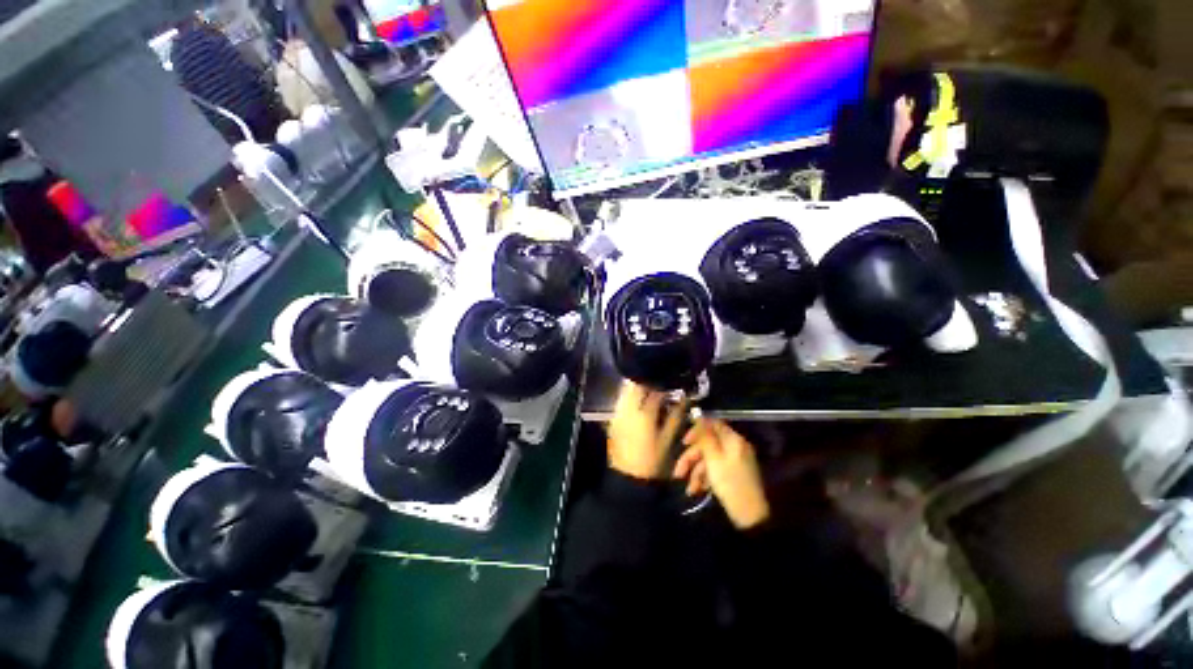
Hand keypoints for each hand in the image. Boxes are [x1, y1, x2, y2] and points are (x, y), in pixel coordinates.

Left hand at [607, 382, 685, 479]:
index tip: (670, 385)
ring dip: (636, 386)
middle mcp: (628, 409)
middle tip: (657, 384)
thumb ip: (675, 416)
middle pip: (635, 384)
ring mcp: (618, 413)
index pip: (654, 389)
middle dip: (647, 380)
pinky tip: (637, 401)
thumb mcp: (667, 439)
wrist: (628, 477)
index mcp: (644, 414)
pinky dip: (628, 395)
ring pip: (625, 389)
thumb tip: (683, 399)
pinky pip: (620, 399)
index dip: (663, 385)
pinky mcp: (612, 418)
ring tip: (648, 390)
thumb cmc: (652, 460)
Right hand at [675, 419, 769, 528]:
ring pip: (709, 459)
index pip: (713, 425)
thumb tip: (698, 415)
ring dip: (695, 472)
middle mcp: (734, 447)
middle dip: (691, 458)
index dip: (696, 430)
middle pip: (708, 445)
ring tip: (689, 489)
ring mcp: (734, 462)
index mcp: (733, 440)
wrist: (749, 516)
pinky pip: (715, 470)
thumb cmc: (729, 483)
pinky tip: (697, 490)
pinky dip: (704, 478)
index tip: (684, 442)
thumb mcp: (713, 458)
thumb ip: (705, 436)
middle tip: (678, 472)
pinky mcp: (733, 475)